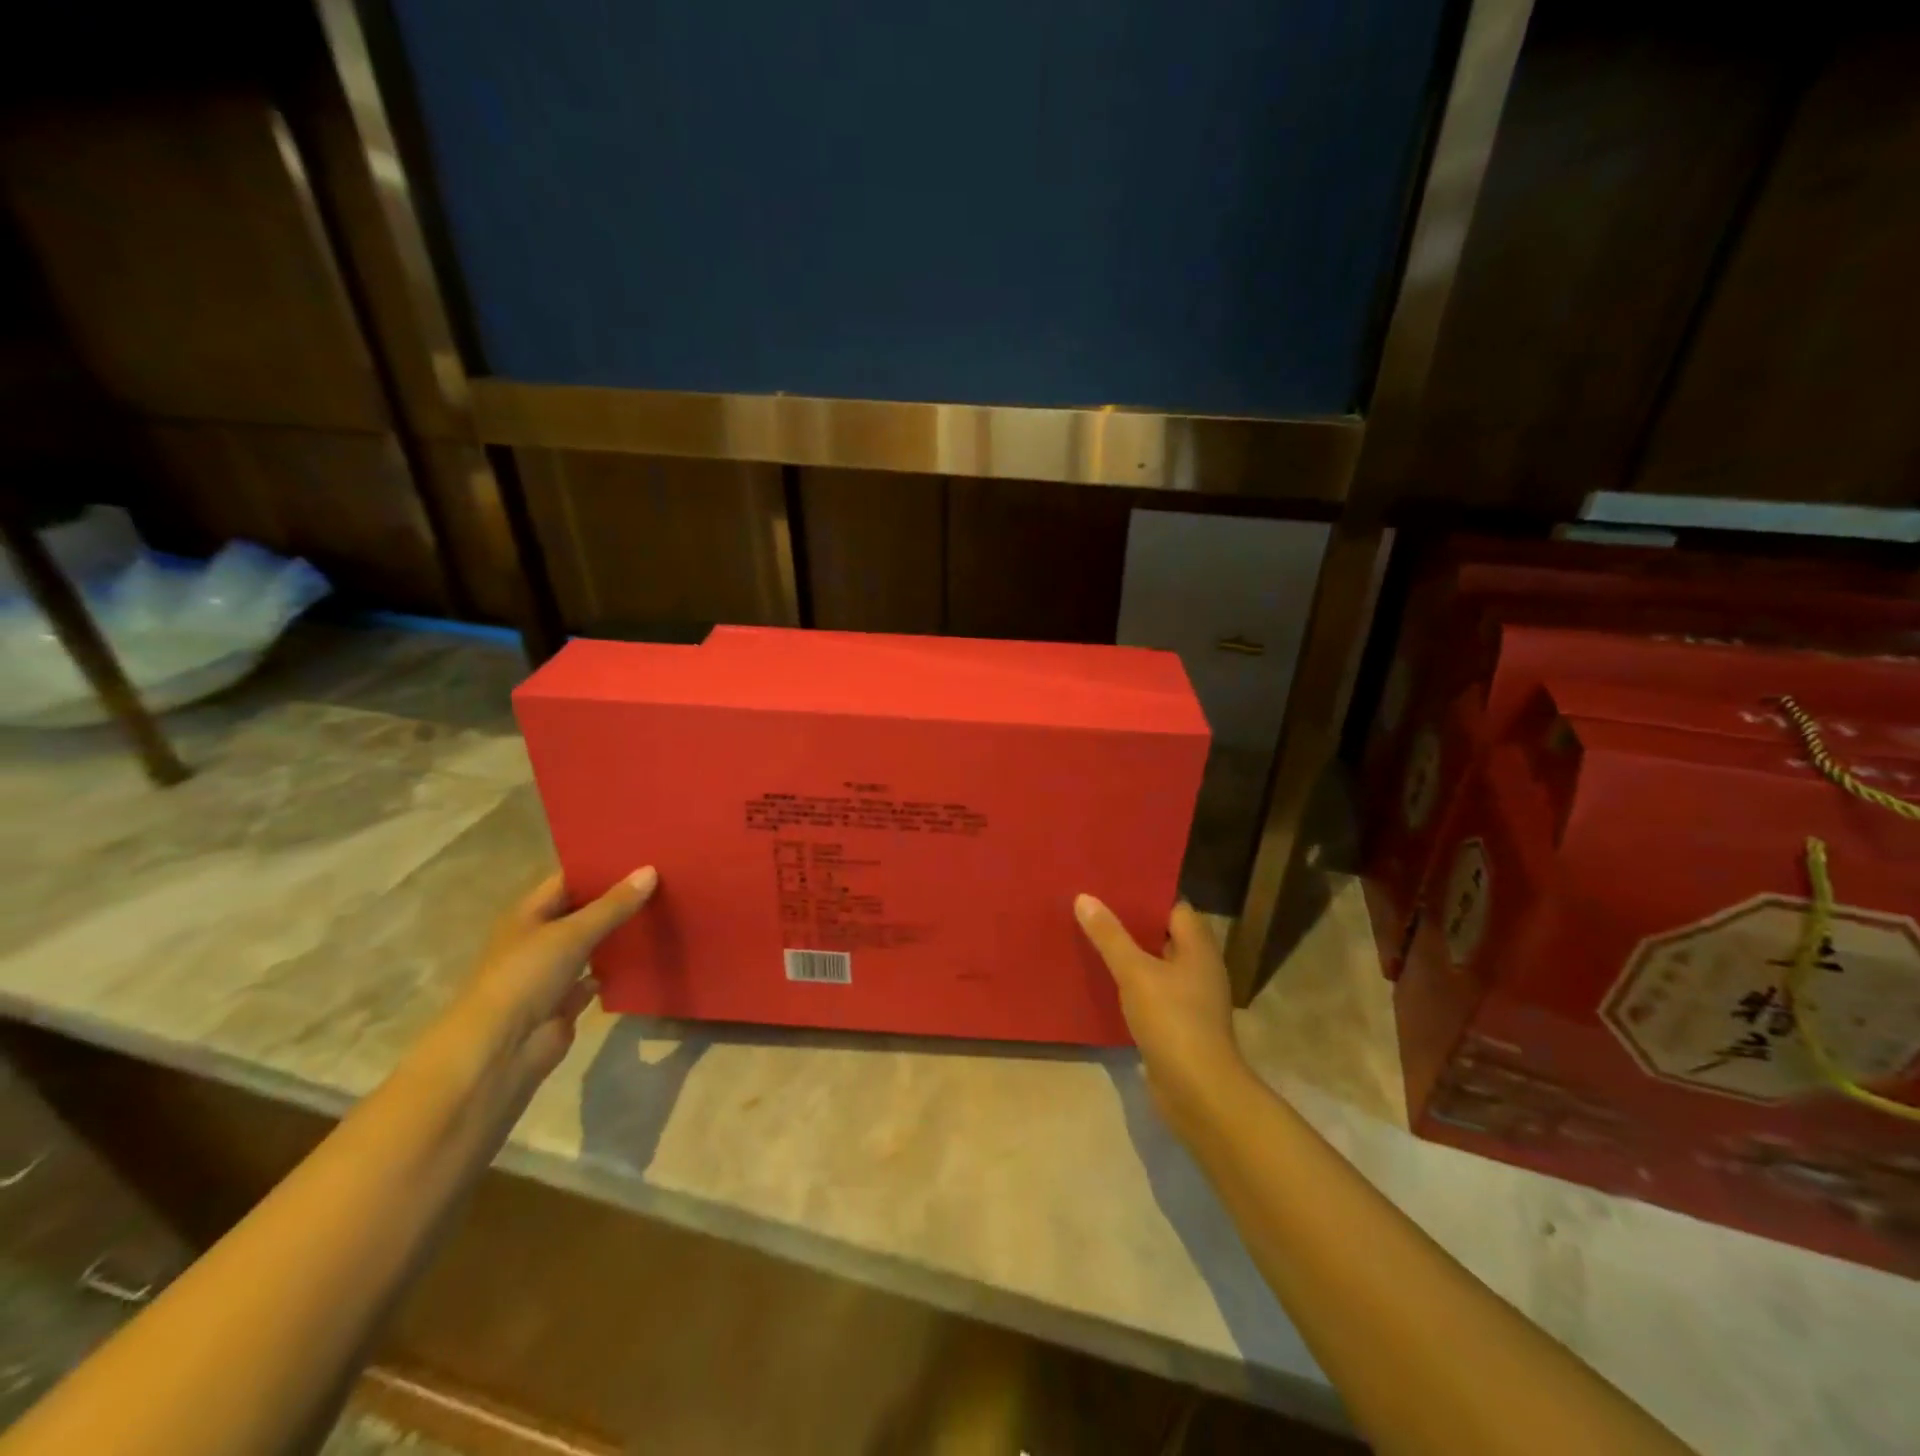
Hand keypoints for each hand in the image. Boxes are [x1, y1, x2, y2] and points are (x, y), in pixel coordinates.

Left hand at [451, 867, 657, 1090]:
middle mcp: (538, 939)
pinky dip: (615, 969)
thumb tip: (650, 870)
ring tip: (661, 909)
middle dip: (616, 898)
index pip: (567, 880)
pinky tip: (646, 954)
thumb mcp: (572, 934)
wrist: (500, 1050)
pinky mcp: (565, 1002)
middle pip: (581, 911)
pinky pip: (596, 977)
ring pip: (591, 944)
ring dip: (617, 932)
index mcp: (528, 915)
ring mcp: (551, 972)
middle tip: (661, 878)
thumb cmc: (526, 978)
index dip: (599, 867)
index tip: (640, 853)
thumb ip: (613, 905)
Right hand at [1075, 895, 1248, 1136]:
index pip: (1175, 907)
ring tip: (1091, 939)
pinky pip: (1151, 994)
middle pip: (1164, 935)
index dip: (1146, 895)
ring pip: (1156, 966)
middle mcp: (1199, 969)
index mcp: (1198, 948)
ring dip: (1129, 956)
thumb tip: (1085, 897)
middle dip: (1132, 924)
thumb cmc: (1173, 1021)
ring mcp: (1190, 1000)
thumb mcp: (1135, 973)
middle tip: (1093, 907)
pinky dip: (1131, 986)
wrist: (1199, 1093)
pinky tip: (1103, 982)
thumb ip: (1110, 935)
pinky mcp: (1178, 1027)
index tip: (1113, 885)